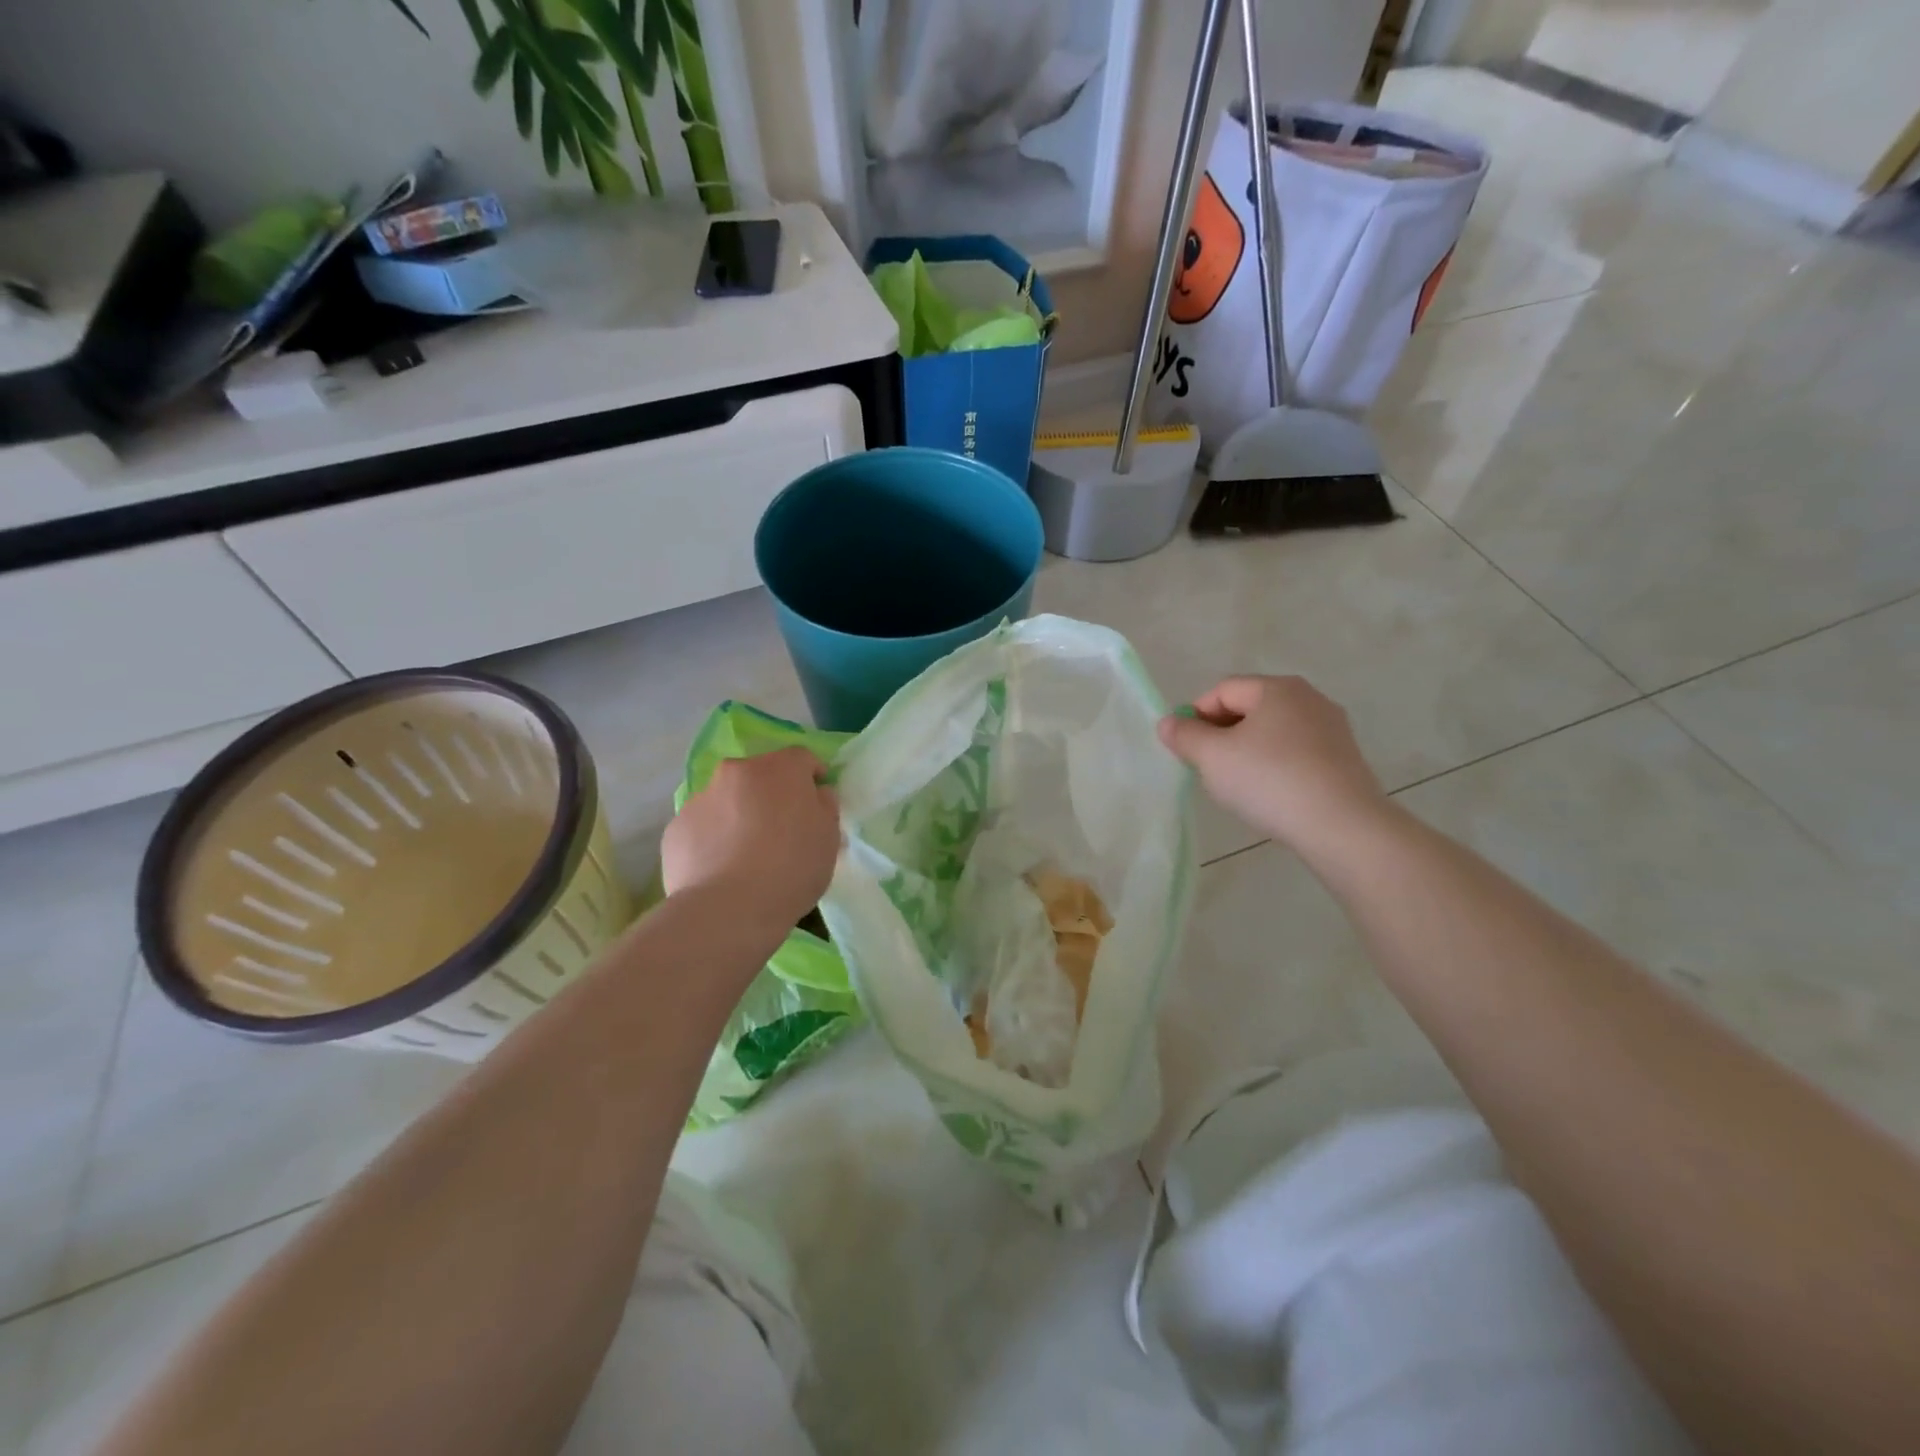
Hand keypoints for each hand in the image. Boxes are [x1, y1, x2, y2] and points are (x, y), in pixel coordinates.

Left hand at [661, 747, 838, 934]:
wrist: (726, 909)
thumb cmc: (790, 868)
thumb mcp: (829, 838)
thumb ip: (825, 806)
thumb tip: (815, 794)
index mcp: (779, 769)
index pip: (802, 758)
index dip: (812, 777)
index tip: (817, 802)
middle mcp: (736, 772)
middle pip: (760, 776)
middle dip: (772, 795)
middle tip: (782, 830)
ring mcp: (700, 799)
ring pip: (728, 800)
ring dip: (740, 816)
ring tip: (747, 857)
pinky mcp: (675, 828)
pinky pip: (704, 827)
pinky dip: (714, 840)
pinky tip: (722, 871)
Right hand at [1159, 676, 1386, 851]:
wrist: (1341, 826)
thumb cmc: (1269, 780)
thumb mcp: (1212, 757)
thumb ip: (1185, 735)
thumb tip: (1169, 722)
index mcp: (1277, 688)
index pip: (1222, 690)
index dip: (1196, 716)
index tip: (1185, 749)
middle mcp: (1309, 698)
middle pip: (1250, 707)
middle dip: (1222, 733)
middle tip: (1207, 767)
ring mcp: (1332, 728)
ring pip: (1273, 732)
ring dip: (1248, 751)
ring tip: (1238, 784)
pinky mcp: (1345, 758)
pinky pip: (1296, 752)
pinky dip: (1275, 765)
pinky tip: (1270, 793)